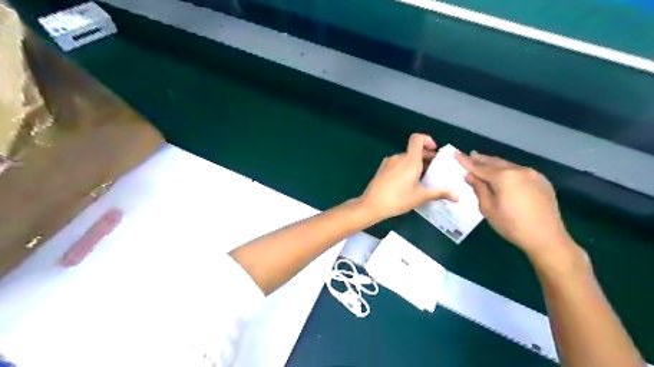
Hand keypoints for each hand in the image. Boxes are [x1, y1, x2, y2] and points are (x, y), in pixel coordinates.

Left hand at [357, 134, 456, 219]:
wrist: (372, 205)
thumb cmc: (398, 199)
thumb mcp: (420, 196)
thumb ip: (439, 193)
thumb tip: (457, 196)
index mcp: (409, 160)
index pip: (417, 138)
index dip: (427, 139)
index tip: (434, 151)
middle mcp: (398, 157)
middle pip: (413, 150)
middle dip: (425, 157)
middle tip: (434, 170)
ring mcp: (388, 163)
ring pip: (405, 158)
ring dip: (415, 164)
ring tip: (422, 179)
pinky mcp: (382, 169)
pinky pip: (397, 164)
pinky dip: (405, 168)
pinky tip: (407, 183)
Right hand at [456, 150, 575, 260]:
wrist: (546, 238)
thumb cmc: (511, 225)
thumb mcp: (488, 208)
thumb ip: (478, 188)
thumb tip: (469, 176)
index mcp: (503, 177)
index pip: (479, 167)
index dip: (466, 161)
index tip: (456, 153)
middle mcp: (518, 170)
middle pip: (495, 162)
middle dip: (481, 159)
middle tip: (471, 154)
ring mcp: (532, 174)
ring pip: (508, 165)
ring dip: (494, 163)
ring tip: (484, 161)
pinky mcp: (541, 181)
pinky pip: (519, 171)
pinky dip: (508, 169)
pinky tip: (504, 173)